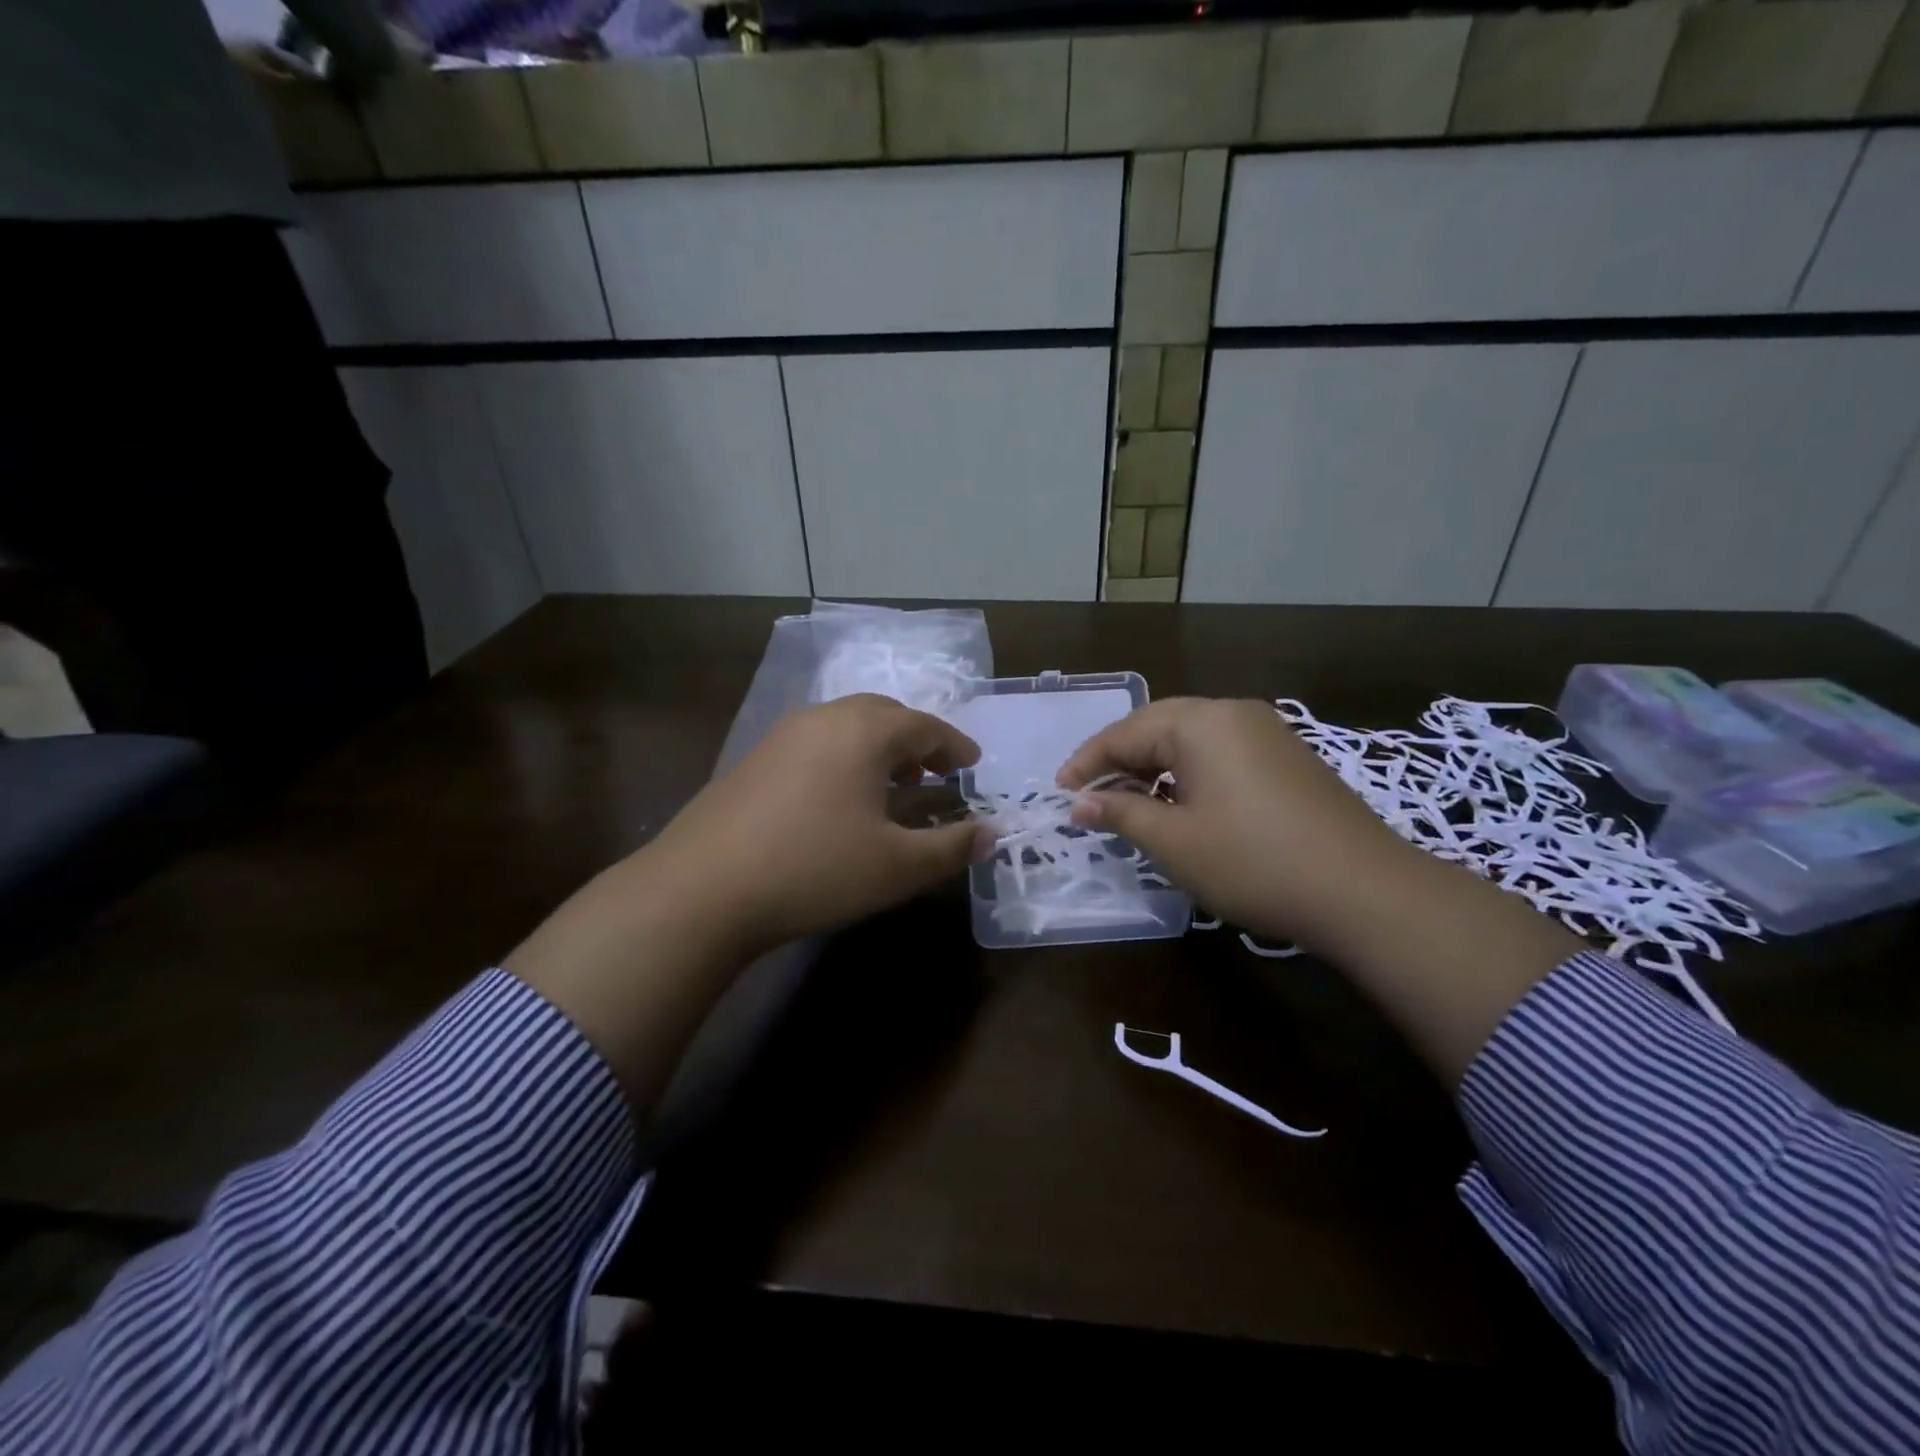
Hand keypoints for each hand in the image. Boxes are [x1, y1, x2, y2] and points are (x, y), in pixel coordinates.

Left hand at [641, 693, 984, 956]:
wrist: (703, 888)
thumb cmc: (815, 869)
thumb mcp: (897, 866)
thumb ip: (951, 847)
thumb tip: (993, 834)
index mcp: (864, 731)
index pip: (924, 726)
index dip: (954, 745)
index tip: (973, 763)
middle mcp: (823, 719)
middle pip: (884, 714)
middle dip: (917, 739)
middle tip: (937, 771)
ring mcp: (782, 735)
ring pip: (846, 725)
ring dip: (879, 747)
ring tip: (894, 784)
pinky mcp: (754, 759)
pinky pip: (817, 742)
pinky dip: (844, 757)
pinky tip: (840, 797)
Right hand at [1056, 697, 1416, 949]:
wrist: (1365, 892)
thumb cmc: (1253, 862)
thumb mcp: (1174, 841)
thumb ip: (1121, 813)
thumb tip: (1079, 803)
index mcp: (1200, 722)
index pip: (1124, 733)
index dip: (1086, 764)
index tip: (1060, 794)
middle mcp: (1232, 713)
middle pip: (1156, 728)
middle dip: (1118, 763)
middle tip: (1090, 799)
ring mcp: (1266, 733)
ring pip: (1190, 741)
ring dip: (1153, 770)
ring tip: (1130, 806)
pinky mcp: (1287, 758)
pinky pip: (1220, 754)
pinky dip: (1188, 776)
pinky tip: (1181, 807)